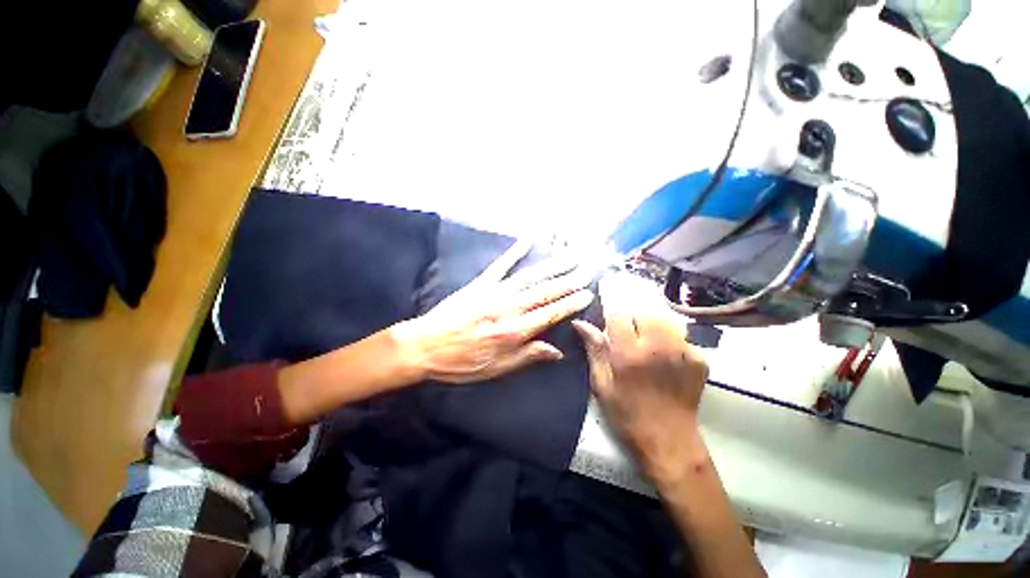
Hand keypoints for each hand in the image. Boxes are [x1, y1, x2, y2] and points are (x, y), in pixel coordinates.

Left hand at [396, 241, 593, 383]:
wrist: (425, 345)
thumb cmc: (461, 362)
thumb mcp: (497, 368)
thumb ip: (528, 356)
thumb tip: (557, 351)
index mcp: (514, 332)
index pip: (550, 314)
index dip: (570, 304)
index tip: (587, 294)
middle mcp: (509, 309)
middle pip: (545, 292)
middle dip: (569, 281)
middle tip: (587, 270)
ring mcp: (495, 293)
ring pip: (530, 277)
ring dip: (552, 266)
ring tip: (569, 256)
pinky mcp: (481, 284)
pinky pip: (501, 265)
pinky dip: (515, 252)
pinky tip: (528, 240)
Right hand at [573, 272, 708, 485]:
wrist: (669, 441)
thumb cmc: (627, 414)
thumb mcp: (601, 384)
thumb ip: (594, 349)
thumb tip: (580, 323)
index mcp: (629, 354)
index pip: (619, 312)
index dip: (611, 294)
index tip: (606, 283)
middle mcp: (657, 346)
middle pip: (644, 306)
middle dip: (632, 298)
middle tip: (624, 297)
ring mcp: (682, 350)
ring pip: (665, 314)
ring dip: (650, 310)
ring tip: (640, 314)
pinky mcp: (699, 358)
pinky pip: (680, 331)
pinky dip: (668, 329)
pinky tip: (661, 339)